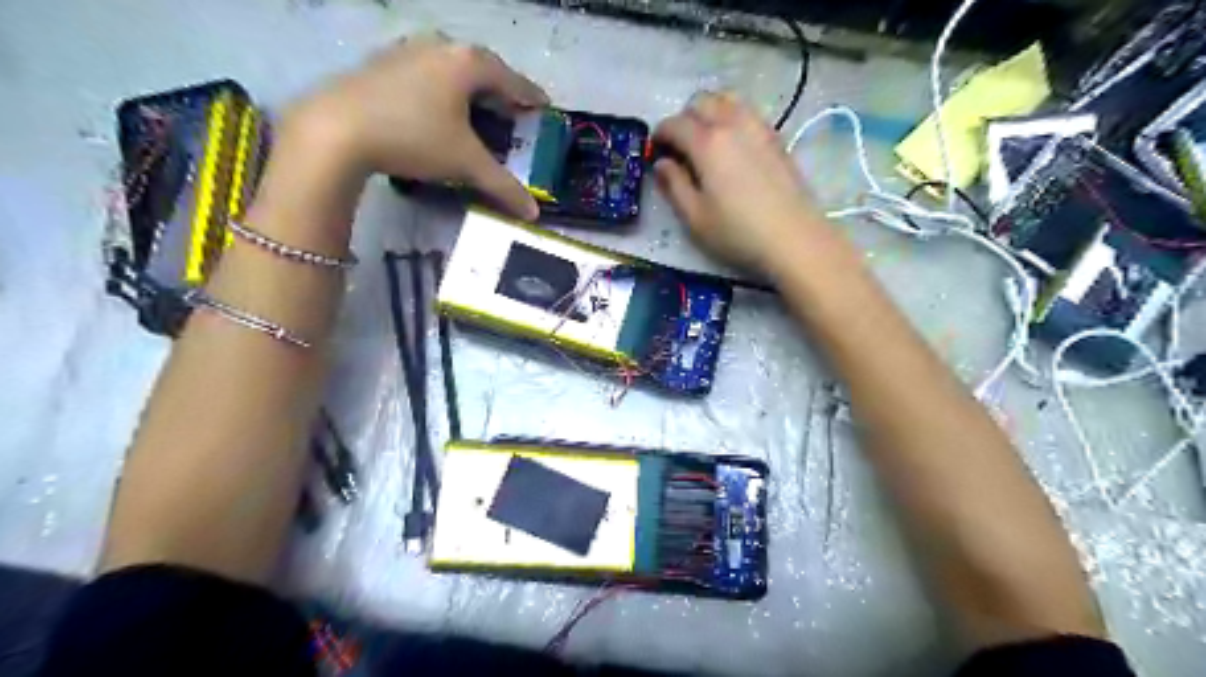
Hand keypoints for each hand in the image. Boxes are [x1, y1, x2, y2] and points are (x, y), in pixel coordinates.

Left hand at [284, 33, 546, 219]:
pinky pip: (425, 72)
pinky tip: (435, 108)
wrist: (335, 130)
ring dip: (469, 88)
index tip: (544, 107)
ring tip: (476, 110)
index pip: (511, 79)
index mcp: (467, 63)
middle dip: (500, 90)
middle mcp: (439, 47)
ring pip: (450, 67)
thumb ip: (503, 186)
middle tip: (512, 111)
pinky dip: (441, 88)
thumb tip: (534, 213)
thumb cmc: (413, 137)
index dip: (530, 96)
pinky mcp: (380, 63)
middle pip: (481, 67)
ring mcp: (406, 50)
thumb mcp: (465, 163)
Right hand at [651, 91, 829, 272]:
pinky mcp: (776, 139)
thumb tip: (662, 164)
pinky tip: (732, 147)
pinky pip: (748, 113)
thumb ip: (674, 186)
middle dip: (684, 118)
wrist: (794, 239)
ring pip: (728, 100)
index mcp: (707, 143)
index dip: (660, 135)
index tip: (655, 152)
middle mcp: (733, 124)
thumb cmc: (738, 233)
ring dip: (711, 113)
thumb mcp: (695, 218)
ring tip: (706, 141)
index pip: (675, 124)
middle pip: (702, 102)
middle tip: (680, 147)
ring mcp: (759, 128)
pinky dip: (732, 119)